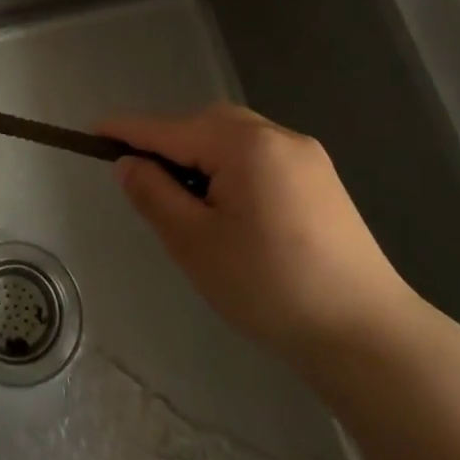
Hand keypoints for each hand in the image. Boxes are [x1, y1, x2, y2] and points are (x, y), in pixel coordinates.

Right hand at [98, 103, 421, 367]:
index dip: (126, 131)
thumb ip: (154, 194)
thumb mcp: (194, 243)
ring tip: (188, 201)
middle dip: (168, 145)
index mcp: (243, 144)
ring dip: (201, 156)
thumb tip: (128, 163)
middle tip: (145, 184)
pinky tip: (230, 208)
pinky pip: (259, 155)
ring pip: (232, 137)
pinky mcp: (321, 179)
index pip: (167, 128)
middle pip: (203, 124)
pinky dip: (231, 167)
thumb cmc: (270, 287)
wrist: (368, 335)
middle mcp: (276, 135)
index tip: (91, 132)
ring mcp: (305, 155)